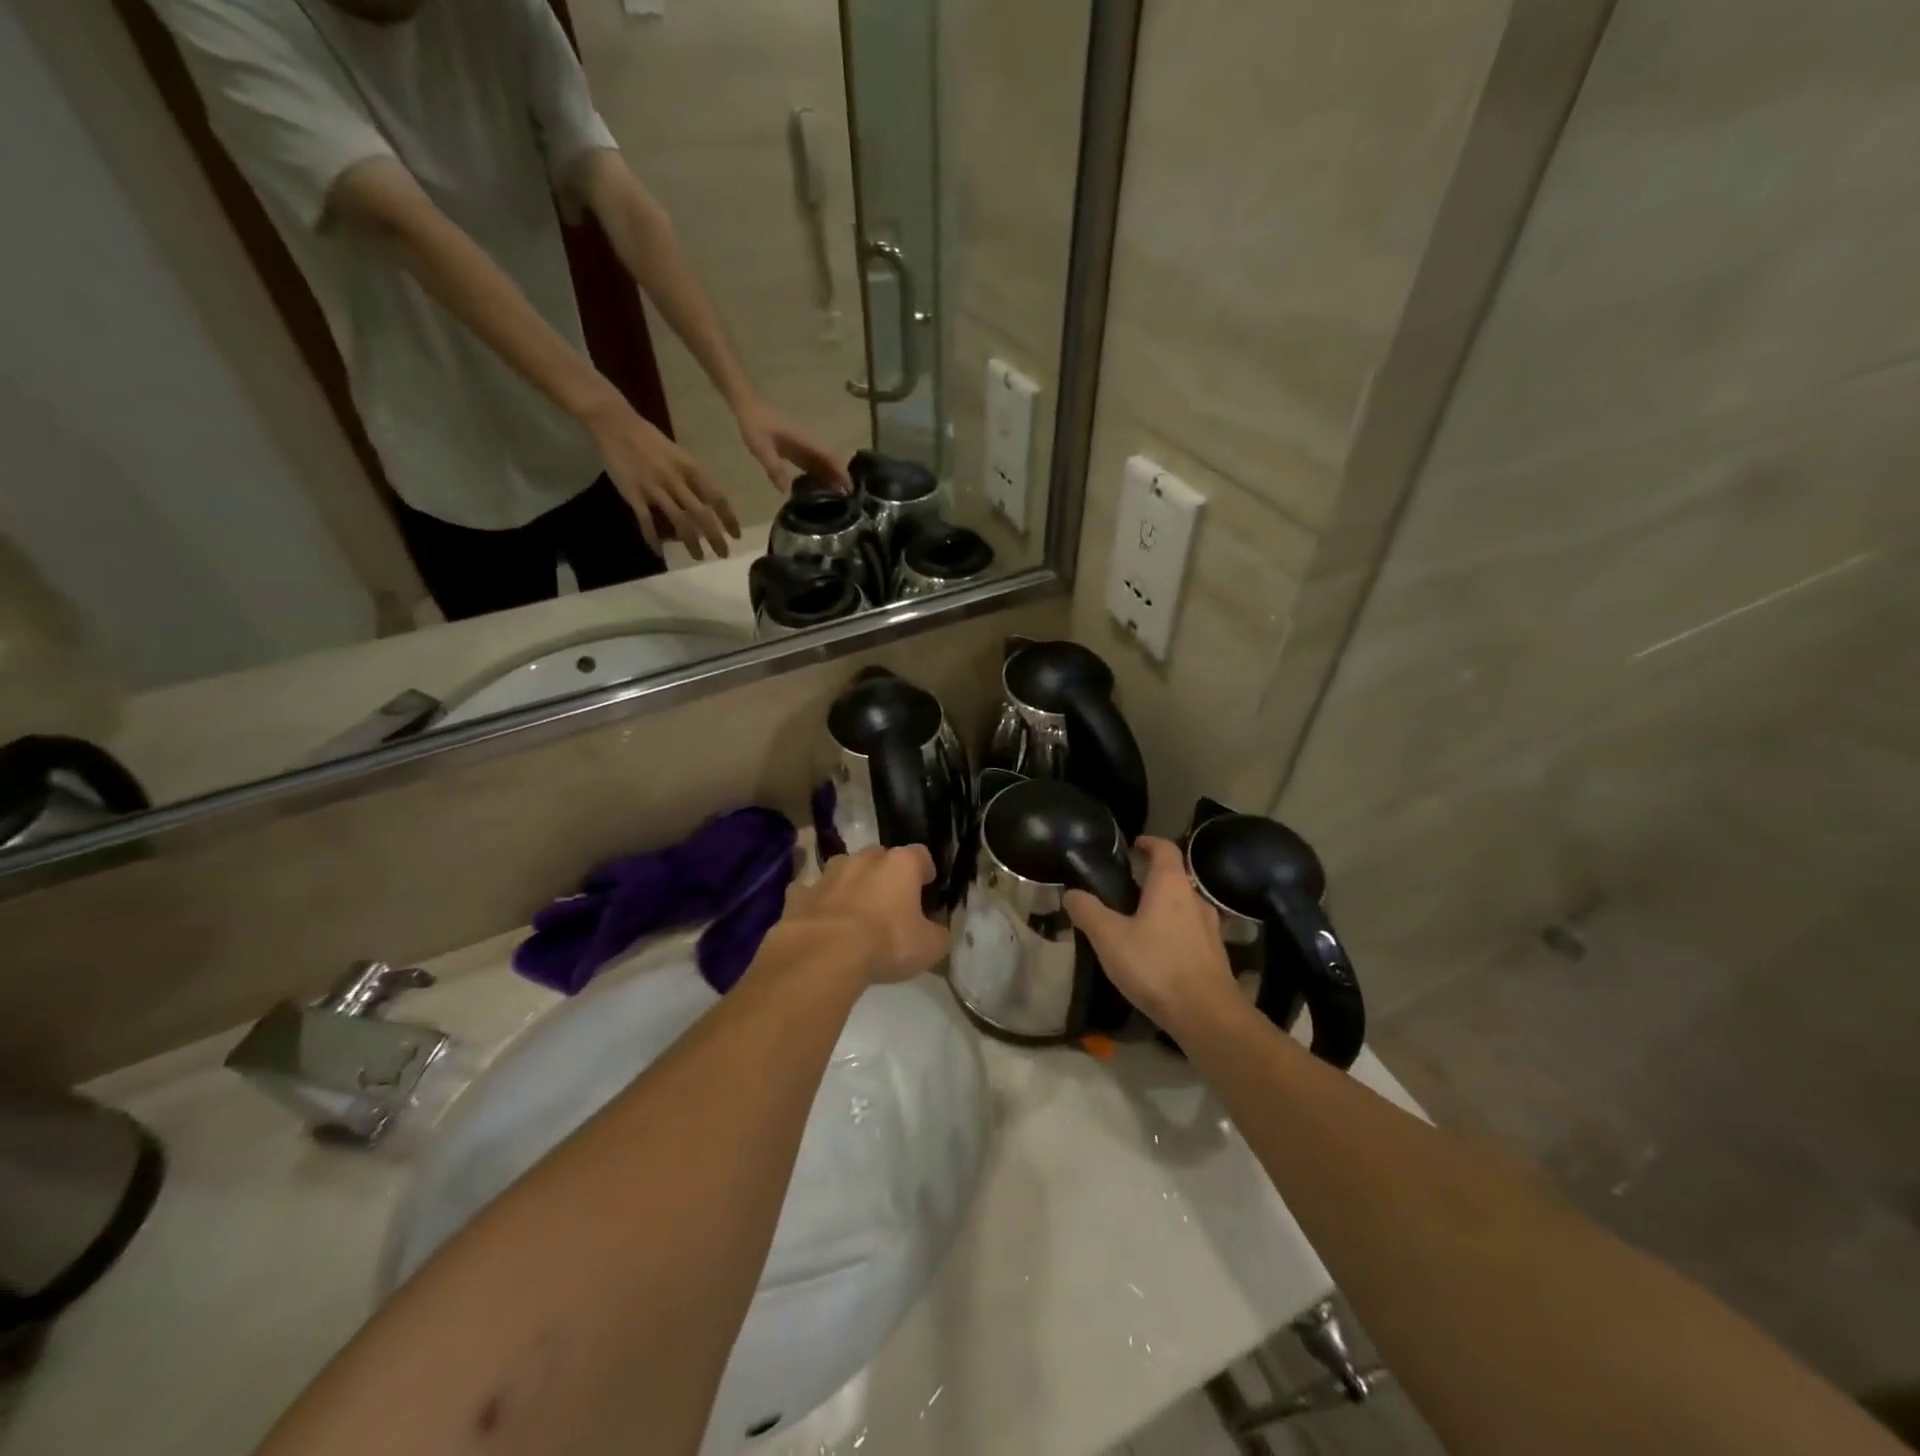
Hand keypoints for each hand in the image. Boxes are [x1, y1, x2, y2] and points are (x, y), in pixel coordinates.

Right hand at [582, 394, 740, 559]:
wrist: (615, 423)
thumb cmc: (650, 439)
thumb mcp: (679, 455)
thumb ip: (693, 479)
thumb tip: (707, 503)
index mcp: (690, 468)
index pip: (716, 497)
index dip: (729, 518)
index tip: (736, 535)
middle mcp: (676, 480)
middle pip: (701, 514)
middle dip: (715, 537)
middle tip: (723, 554)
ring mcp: (655, 488)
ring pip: (679, 521)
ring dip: (691, 543)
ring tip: (698, 557)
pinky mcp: (634, 494)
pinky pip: (646, 521)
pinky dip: (653, 538)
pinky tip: (659, 552)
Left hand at [735, 397, 849, 493]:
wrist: (748, 405)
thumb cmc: (755, 424)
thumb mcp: (761, 448)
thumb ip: (774, 468)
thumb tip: (785, 491)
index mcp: (805, 440)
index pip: (829, 457)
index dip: (841, 472)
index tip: (850, 489)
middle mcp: (809, 442)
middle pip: (831, 461)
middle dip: (840, 478)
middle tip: (846, 501)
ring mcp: (804, 444)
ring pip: (823, 462)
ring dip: (830, 478)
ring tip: (835, 499)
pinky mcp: (797, 447)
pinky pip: (813, 462)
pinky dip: (818, 474)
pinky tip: (817, 488)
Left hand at [777, 846, 949, 985]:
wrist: (823, 954)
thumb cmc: (886, 943)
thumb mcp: (929, 947)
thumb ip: (938, 934)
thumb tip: (938, 931)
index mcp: (900, 864)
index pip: (920, 854)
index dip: (925, 870)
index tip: (927, 886)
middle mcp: (864, 859)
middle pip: (880, 858)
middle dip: (886, 875)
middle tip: (891, 903)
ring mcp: (828, 873)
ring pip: (844, 870)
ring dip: (851, 885)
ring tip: (855, 914)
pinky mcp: (799, 893)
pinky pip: (811, 893)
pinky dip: (817, 903)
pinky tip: (819, 923)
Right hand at [1064, 837, 1241, 1033]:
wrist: (1207, 1015)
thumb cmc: (1156, 966)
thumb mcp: (1109, 938)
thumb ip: (1088, 911)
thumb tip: (1071, 892)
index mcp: (1170, 885)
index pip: (1164, 848)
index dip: (1149, 842)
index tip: (1133, 845)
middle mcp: (1195, 899)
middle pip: (1174, 877)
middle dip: (1151, 879)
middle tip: (1125, 889)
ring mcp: (1210, 928)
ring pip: (1183, 906)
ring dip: (1163, 907)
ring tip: (1138, 923)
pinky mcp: (1215, 954)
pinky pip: (1191, 932)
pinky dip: (1174, 932)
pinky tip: (1157, 953)